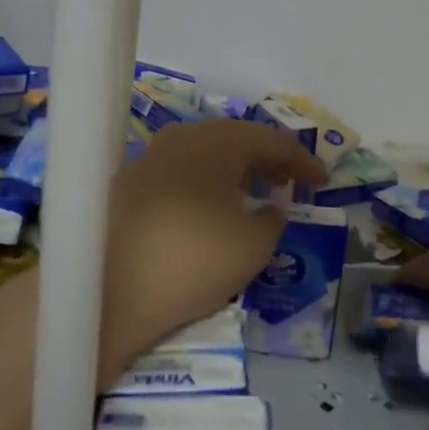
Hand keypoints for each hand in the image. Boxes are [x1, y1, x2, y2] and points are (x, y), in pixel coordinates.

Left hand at [100, 119, 325, 378]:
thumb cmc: (193, 259)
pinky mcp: (127, 187)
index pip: (271, 140)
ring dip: (234, 174)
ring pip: (204, 157)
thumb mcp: (254, 244)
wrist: (106, 291)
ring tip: (253, 200)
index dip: (302, 161)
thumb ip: (274, 217)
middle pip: (234, 141)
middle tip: (289, 186)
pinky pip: (180, 176)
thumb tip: (269, 206)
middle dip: (266, 162)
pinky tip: (209, 214)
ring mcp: (148, 160)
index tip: (322, 183)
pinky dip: (204, 188)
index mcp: (216, 141)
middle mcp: (180, 138)